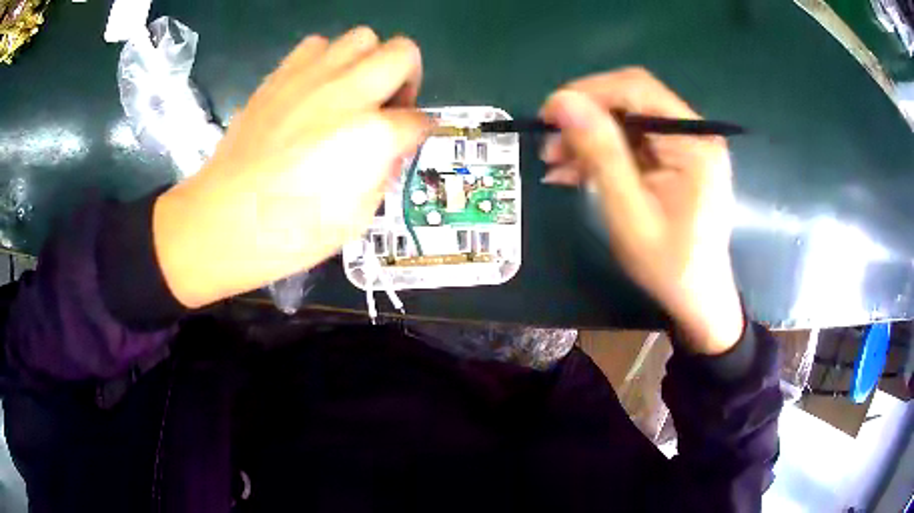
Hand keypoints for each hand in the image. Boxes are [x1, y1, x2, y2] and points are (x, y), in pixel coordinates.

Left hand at [153, 27, 429, 307]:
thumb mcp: (356, 218)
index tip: (411, 139)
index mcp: (372, 135)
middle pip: (403, 53)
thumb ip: (384, 172)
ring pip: (362, 37)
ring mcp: (311, 77)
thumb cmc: (290, 234)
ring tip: (351, 91)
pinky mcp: (280, 75)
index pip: (419, 119)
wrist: (222, 221)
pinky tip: (317, 88)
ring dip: (368, 61)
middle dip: (408, 76)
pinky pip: (318, 45)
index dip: (420, 131)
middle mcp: (348, 92)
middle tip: (389, 104)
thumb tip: (392, 147)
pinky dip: (328, 60)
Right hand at [539, 68, 743, 354]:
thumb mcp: (629, 211)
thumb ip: (601, 153)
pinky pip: (635, 141)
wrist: (698, 298)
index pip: (637, 89)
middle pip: (632, 100)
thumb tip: (562, 102)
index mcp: (693, 141)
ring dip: (590, 136)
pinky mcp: (678, 158)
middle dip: (587, 117)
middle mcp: (695, 133)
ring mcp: (688, 145)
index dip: (588, 92)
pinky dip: (605, 152)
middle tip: (550, 146)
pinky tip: (578, 172)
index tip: (549, 116)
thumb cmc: (668, 264)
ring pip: (629, 119)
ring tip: (557, 164)